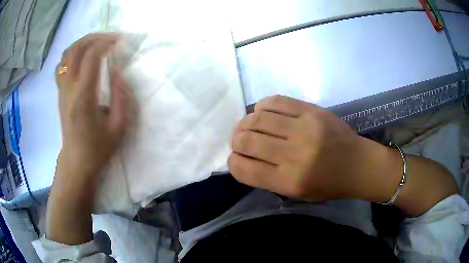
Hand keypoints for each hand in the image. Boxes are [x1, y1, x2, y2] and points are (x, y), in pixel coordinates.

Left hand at [46, 33, 134, 244]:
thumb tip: (117, 72)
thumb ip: (121, 97)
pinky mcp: (59, 92)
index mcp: (84, 97)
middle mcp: (69, 88)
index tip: (120, 42)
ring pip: (67, 53)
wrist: (76, 161)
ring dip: (83, 42)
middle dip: (95, 37)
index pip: (91, 57)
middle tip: (110, 38)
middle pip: (76, 49)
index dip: (106, 43)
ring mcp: (62, 89)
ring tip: (97, 43)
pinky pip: (62, 64)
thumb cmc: (98, 148)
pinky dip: (72, 53)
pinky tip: (82, 57)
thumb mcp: (118, 127)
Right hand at [229, 95, 364, 200]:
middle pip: (247, 142)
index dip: (233, 163)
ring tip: (248, 126)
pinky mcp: (312, 110)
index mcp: (290, 181)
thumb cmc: (328, 184)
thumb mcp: (296, 193)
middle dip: (236, 141)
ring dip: (245, 123)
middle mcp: (295, 155)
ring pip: (257, 119)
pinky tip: (263, 112)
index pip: (244, 169)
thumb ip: (268, 178)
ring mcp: (304, 128)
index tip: (236, 159)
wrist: (357, 164)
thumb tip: (243, 158)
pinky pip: (276, 101)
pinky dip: (262, 106)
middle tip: (240, 141)